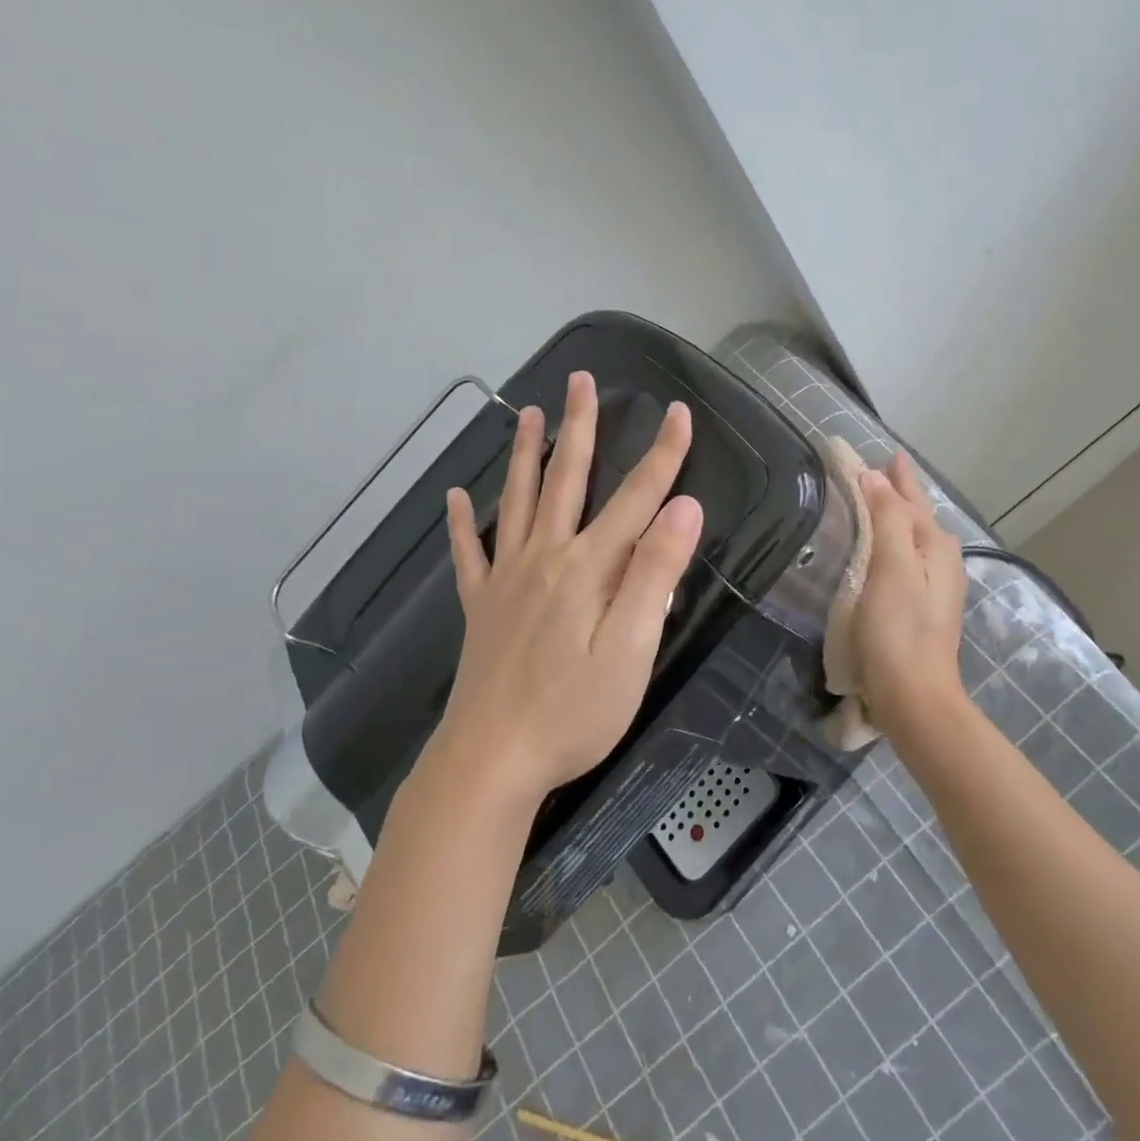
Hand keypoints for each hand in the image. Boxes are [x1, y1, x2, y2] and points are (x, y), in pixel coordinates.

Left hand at [437, 370, 704, 809]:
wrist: (492, 759)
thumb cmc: (574, 711)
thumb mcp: (632, 649)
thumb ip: (655, 574)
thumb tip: (683, 507)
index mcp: (589, 567)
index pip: (637, 498)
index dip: (663, 455)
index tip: (680, 413)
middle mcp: (545, 558)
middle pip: (566, 480)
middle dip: (579, 427)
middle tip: (579, 380)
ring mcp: (506, 580)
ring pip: (517, 501)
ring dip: (524, 454)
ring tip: (526, 413)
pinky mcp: (480, 607)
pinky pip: (469, 554)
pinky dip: (463, 523)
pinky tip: (456, 497)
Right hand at [854, 450, 968, 731]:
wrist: (914, 698)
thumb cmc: (898, 630)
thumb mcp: (892, 567)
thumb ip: (887, 519)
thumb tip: (875, 477)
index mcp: (935, 547)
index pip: (913, 498)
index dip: (897, 475)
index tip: (886, 452)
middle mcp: (941, 562)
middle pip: (918, 516)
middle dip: (900, 493)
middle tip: (879, 470)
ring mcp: (934, 588)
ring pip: (914, 538)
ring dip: (897, 516)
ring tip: (879, 502)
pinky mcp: (921, 609)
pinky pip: (906, 559)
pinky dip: (892, 543)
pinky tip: (882, 552)